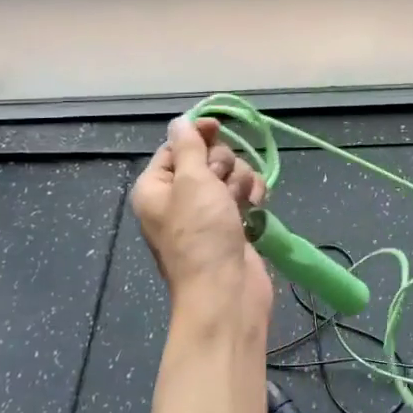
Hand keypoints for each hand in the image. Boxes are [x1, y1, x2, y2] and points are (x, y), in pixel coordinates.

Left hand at [132, 115, 271, 339]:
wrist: (226, 290)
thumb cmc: (201, 233)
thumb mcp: (191, 181)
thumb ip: (188, 146)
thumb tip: (179, 122)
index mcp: (156, 187)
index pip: (175, 146)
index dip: (197, 135)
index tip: (217, 127)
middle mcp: (177, 198)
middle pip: (206, 158)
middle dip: (223, 164)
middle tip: (221, 184)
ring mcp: (205, 213)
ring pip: (229, 175)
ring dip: (240, 180)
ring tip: (241, 201)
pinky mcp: (230, 224)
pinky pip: (242, 195)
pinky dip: (251, 195)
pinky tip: (256, 205)